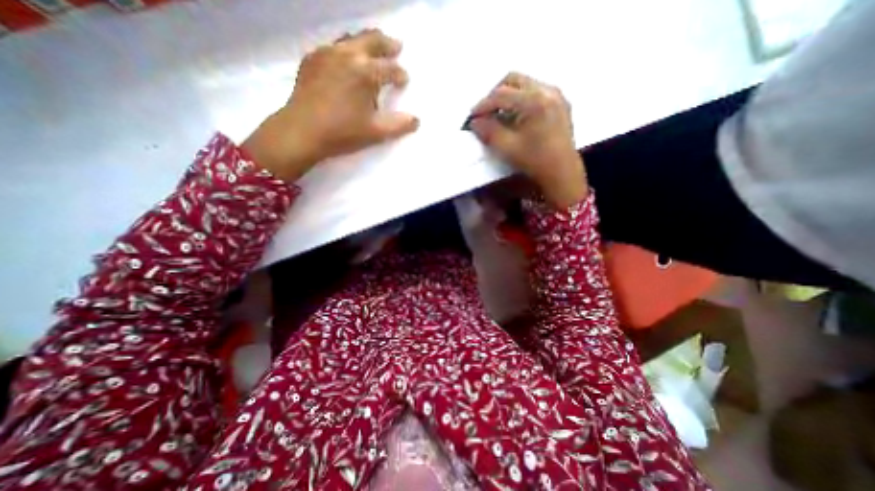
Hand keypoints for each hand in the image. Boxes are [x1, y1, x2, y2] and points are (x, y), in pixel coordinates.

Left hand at [243, 29, 419, 182]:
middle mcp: (347, 55)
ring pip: (351, 39)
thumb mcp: (376, 132)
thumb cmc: (343, 132)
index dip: (400, 75)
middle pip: (372, 41)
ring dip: (366, 42)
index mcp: (366, 72)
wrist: (302, 131)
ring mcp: (327, 53)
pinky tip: (346, 60)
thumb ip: (399, 125)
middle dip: (387, 44)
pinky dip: (346, 49)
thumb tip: (416, 120)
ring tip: (374, 49)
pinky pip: (333, 47)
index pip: (390, 69)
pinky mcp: (312, 59)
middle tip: (396, 46)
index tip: (404, 80)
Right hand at [469, 74, 583, 208]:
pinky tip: (515, 117)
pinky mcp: (560, 103)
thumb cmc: (535, 161)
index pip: (502, 94)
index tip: (472, 117)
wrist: (562, 172)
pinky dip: (520, 100)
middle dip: (495, 94)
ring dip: (508, 96)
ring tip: (498, 115)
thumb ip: (488, 132)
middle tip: (485, 112)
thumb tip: (475, 122)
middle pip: (513, 80)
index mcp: (535, 101)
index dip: (483, 105)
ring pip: (524, 84)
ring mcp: (556, 95)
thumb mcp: (507, 148)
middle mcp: (548, 91)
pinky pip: (535, 91)